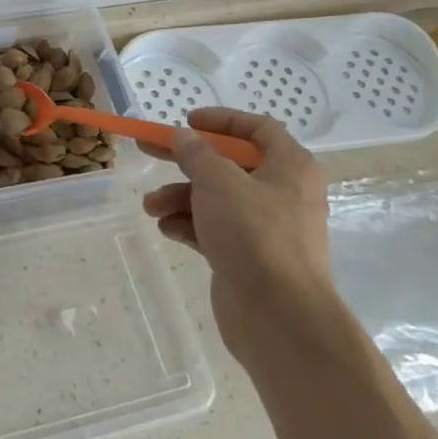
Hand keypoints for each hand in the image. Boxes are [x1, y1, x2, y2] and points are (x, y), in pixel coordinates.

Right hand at [143, 109, 333, 358]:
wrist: (280, 318)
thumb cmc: (254, 235)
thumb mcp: (218, 182)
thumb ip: (196, 154)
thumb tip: (184, 137)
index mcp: (290, 167)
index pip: (258, 129)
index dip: (222, 120)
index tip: (186, 121)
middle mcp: (282, 193)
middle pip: (228, 165)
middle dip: (186, 161)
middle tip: (147, 151)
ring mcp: (266, 228)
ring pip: (216, 199)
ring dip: (180, 197)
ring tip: (151, 207)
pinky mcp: (249, 257)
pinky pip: (214, 230)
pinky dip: (190, 226)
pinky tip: (167, 229)